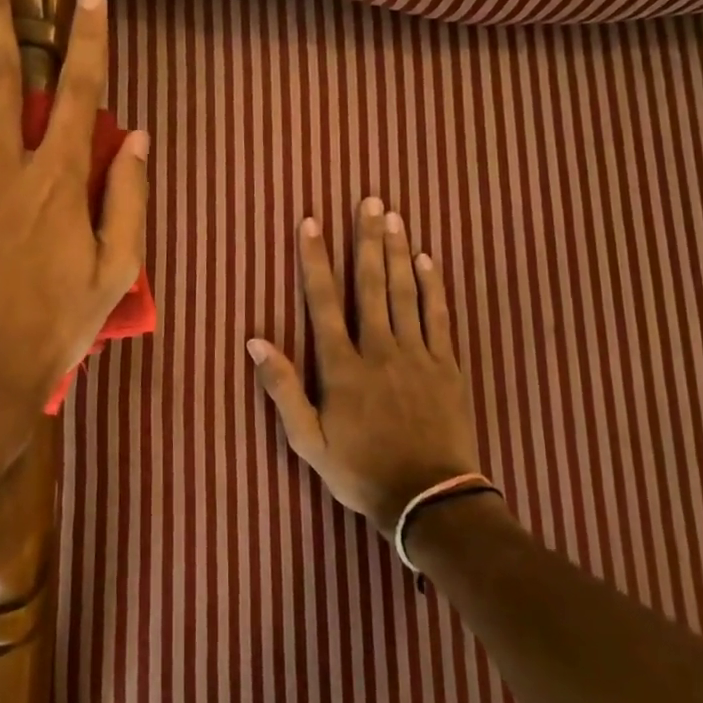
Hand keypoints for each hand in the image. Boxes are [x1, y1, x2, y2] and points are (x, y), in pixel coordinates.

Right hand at [248, 199, 480, 535]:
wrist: (431, 502)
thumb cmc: (362, 472)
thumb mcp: (308, 441)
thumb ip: (282, 389)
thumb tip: (255, 341)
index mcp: (343, 366)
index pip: (323, 301)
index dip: (315, 259)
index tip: (310, 222)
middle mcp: (379, 349)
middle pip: (371, 284)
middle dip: (367, 239)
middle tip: (369, 200)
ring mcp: (417, 354)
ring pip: (405, 292)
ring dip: (398, 251)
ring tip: (394, 216)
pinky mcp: (447, 365)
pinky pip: (439, 316)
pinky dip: (433, 285)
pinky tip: (427, 259)